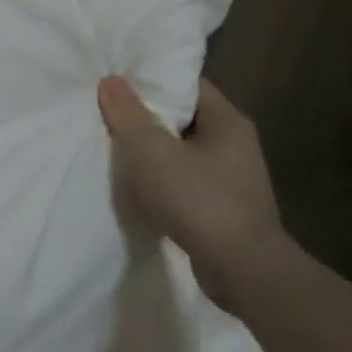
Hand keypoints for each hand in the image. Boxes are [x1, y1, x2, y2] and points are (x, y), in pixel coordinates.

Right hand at [97, 76, 290, 311]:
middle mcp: (235, 143)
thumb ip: (130, 115)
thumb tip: (111, 81)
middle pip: (183, 117)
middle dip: (147, 115)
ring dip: (153, 150)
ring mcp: (232, 177)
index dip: (152, 80)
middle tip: (107, 110)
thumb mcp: (154, 152)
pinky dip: (162, 178)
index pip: (187, 85)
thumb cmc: (200, 200)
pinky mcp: (223, 207)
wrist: (244, 272)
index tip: (118, 80)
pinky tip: (136, 184)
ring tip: (115, 145)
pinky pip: (186, 179)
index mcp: (227, 121)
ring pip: (182, 150)